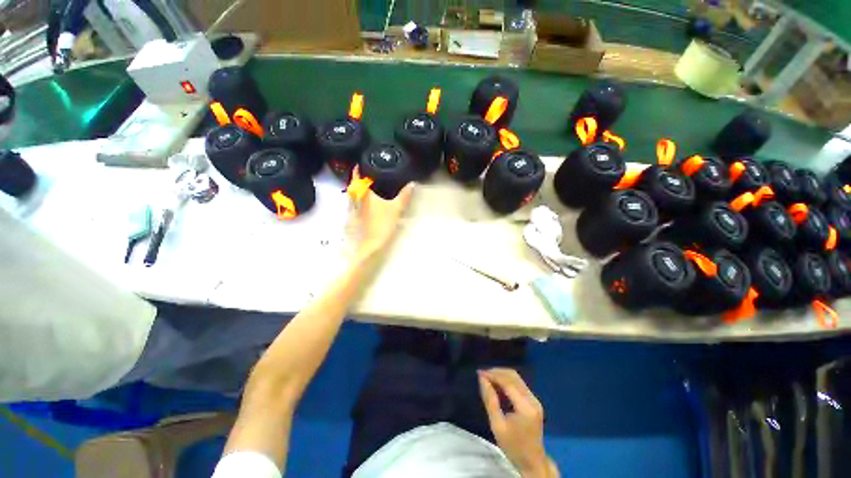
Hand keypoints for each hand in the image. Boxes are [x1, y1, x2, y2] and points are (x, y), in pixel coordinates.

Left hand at [350, 170, 413, 258]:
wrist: (372, 245)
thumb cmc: (382, 224)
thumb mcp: (396, 208)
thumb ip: (404, 196)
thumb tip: (412, 184)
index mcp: (363, 193)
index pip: (357, 176)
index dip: (357, 169)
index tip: (361, 162)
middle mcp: (356, 199)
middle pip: (354, 185)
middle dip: (359, 178)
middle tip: (369, 173)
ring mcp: (354, 209)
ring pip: (355, 195)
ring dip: (360, 189)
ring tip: (370, 185)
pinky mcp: (356, 218)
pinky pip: (357, 203)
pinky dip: (361, 199)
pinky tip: (370, 202)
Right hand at [479, 368, 556, 477]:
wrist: (532, 462)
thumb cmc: (513, 447)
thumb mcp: (497, 425)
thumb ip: (490, 400)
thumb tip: (482, 379)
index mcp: (525, 407)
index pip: (508, 382)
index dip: (493, 375)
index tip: (479, 373)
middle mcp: (532, 400)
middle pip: (513, 376)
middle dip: (497, 372)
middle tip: (482, 375)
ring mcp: (535, 400)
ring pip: (516, 378)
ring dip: (501, 375)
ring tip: (487, 378)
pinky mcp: (533, 401)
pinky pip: (519, 384)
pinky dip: (507, 381)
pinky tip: (497, 385)